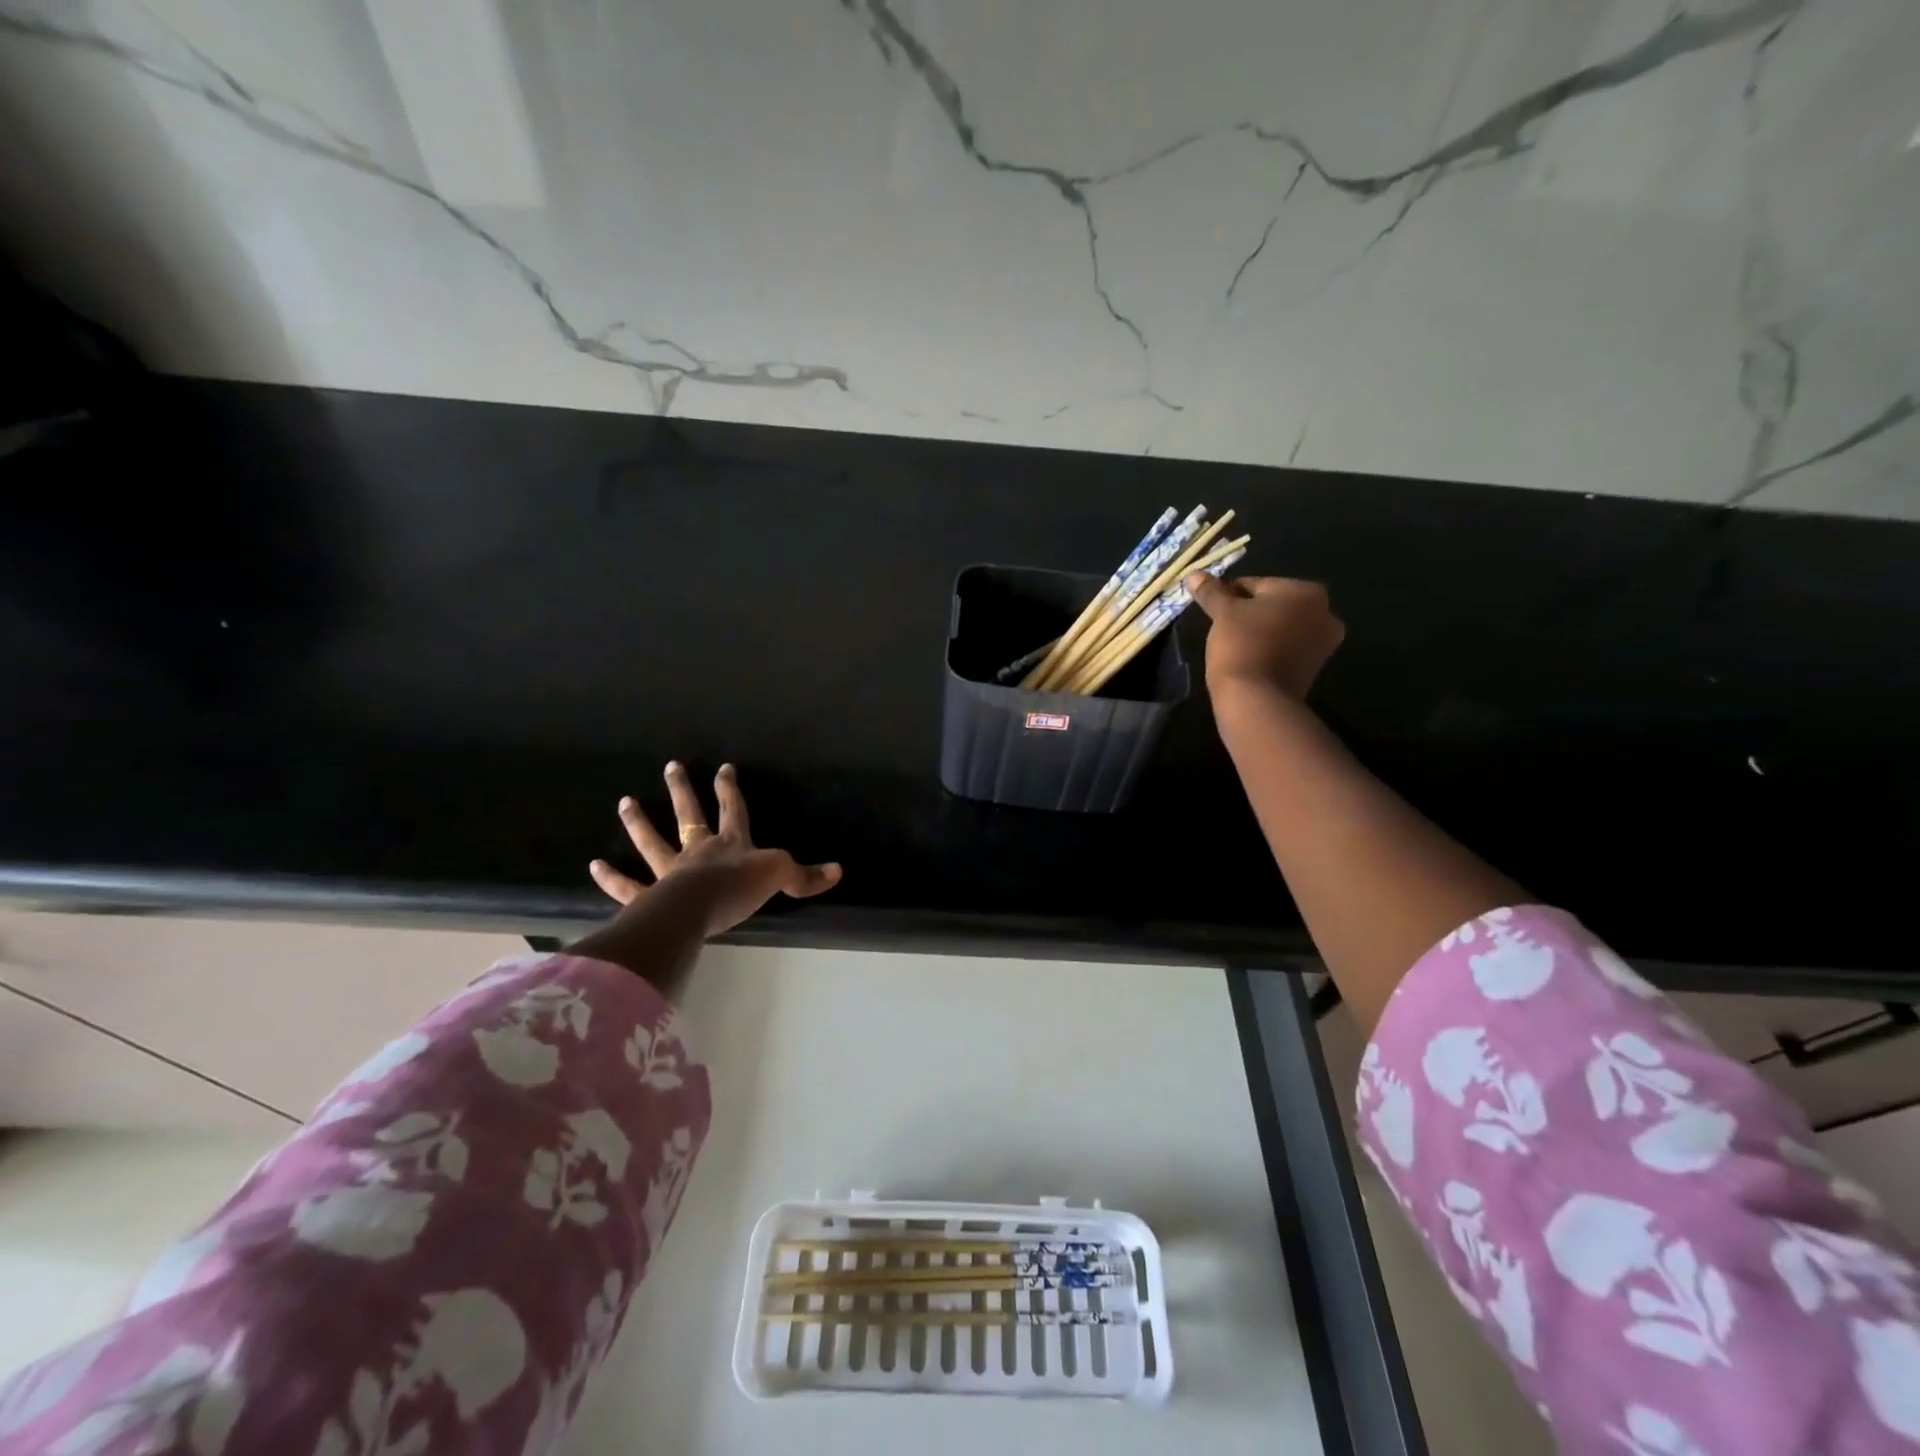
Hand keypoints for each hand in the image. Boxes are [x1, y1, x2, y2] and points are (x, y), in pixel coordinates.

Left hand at [588, 761, 841, 938]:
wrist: (697, 911)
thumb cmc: (738, 889)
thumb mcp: (780, 877)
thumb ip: (805, 876)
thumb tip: (838, 871)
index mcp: (730, 843)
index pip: (733, 809)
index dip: (729, 788)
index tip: (723, 767)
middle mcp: (698, 851)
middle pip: (689, 814)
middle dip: (682, 790)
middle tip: (670, 766)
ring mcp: (671, 872)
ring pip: (653, 842)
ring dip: (639, 823)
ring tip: (625, 802)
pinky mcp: (650, 897)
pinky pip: (628, 887)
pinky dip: (612, 878)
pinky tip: (595, 865)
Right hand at [1184, 573, 1344, 700]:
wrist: (1257, 699)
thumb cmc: (1242, 645)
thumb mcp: (1223, 613)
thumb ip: (1212, 592)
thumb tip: (1194, 574)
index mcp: (1306, 591)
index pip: (1256, 584)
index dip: (1230, 596)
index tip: (1213, 611)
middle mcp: (1324, 612)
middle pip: (1273, 605)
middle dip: (1250, 613)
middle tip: (1223, 628)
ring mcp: (1323, 643)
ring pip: (1281, 627)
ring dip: (1260, 631)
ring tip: (1234, 645)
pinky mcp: (1315, 668)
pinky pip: (1286, 648)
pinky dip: (1269, 649)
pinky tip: (1249, 659)